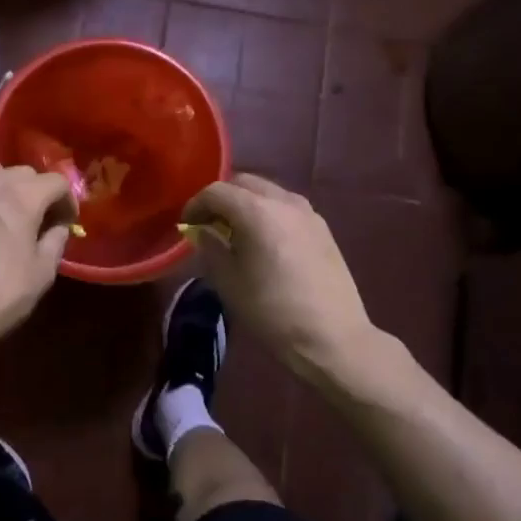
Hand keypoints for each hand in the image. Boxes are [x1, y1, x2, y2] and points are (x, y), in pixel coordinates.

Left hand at [0, 162, 74, 356]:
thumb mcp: (41, 275)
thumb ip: (55, 243)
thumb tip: (58, 228)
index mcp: (21, 198)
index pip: (55, 181)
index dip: (67, 199)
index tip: (67, 221)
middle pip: (22, 172)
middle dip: (36, 190)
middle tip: (38, 218)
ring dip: (3, 187)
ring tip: (3, 213)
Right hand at [183, 174, 375, 382]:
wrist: (333, 337)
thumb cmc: (272, 311)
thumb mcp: (229, 282)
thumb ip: (211, 247)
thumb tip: (203, 231)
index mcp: (256, 211)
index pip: (216, 191)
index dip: (196, 205)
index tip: (187, 225)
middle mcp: (284, 201)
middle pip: (244, 183)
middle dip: (222, 199)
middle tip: (210, 224)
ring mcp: (308, 212)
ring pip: (268, 192)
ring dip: (247, 204)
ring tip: (237, 233)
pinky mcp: (323, 228)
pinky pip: (287, 207)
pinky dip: (268, 213)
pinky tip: (266, 242)